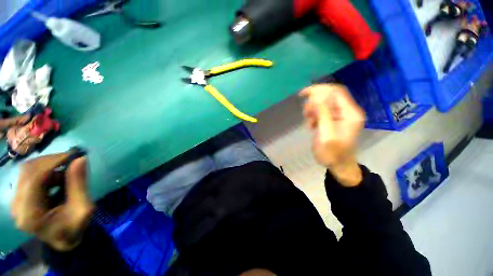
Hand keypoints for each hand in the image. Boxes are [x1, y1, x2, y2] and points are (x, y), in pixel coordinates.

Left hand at [10, 152, 93, 250]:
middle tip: (70, 160)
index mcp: (30, 214)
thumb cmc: (74, 228)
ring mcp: (15, 202)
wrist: (63, 240)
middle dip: (50, 162)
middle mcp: (17, 206)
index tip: (72, 155)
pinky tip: (55, 178)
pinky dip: (43, 171)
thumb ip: (79, 185)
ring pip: (26, 171)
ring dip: (47, 166)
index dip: (51, 163)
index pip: (33, 179)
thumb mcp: (82, 209)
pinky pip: (27, 176)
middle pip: (27, 171)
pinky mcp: (18, 198)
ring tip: (64, 173)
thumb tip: (81, 159)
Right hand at [300, 84, 364, 186]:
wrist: (338, 165)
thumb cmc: (332, 153)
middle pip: (329, 96)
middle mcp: (347, 111)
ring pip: (324, 103)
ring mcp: (341, 116)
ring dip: (313, 109)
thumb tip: (317, 96)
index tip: (303, 94)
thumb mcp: (326, 134)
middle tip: (305, 112)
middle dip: (314, 101)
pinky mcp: (334, 120)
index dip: (319, 89)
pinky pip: (322, 112)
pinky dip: (314, 116)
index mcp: (350, 113)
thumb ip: (323, 114)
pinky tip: (311, 125)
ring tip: (307, 120)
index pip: (336, 91)